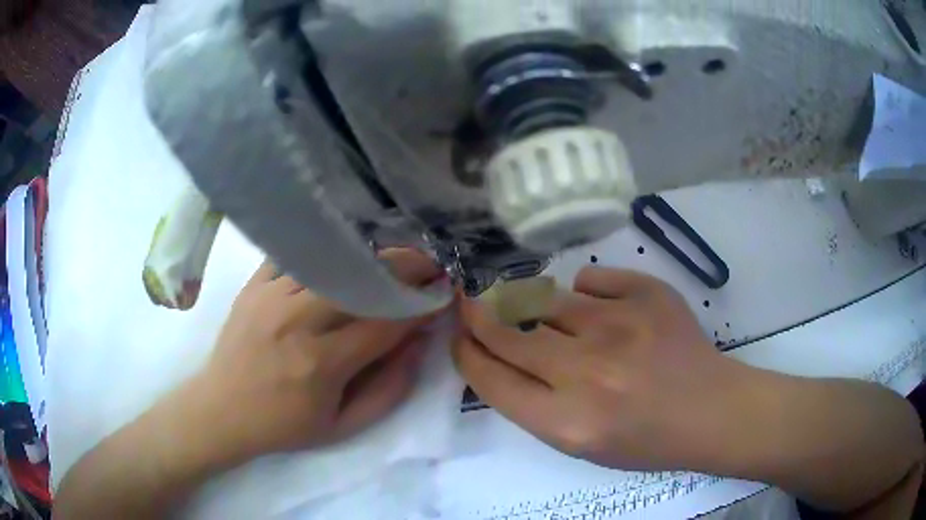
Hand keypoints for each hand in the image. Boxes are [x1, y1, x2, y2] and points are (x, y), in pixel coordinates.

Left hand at [180, 248, 447, 467]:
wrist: (222, 410)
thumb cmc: (285, 426)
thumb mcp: (344, 426)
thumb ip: (390, 389)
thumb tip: (419, 343)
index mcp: (322, 363)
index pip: (386, 322)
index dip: (421, 306)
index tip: (442, 294)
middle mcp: (297, 321)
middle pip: (362, 280)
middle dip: (406, 267)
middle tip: (429, 265)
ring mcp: (271, 296)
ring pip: (333, 261)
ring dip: (371, 256)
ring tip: (394, 258)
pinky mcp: (254, 285)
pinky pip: (296, 254)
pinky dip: (326, 251)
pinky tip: (344, 254)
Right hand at [453, 266, 749, 471]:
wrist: (709, 410)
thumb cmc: (644, 440)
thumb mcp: (578, 443)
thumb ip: (532, 401)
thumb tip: (500, 351)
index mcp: (566, 422)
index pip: (490, 378)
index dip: (467, 353)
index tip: (459, 336)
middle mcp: (587, 372)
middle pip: (506, 331)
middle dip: (479, 315)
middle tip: (470, 302)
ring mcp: (619, 324)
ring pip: (546, 298)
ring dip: (535, 306)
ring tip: (552, 316)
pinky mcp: (646, 293)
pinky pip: (590, 278)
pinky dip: (585, 292)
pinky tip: (602, 311)